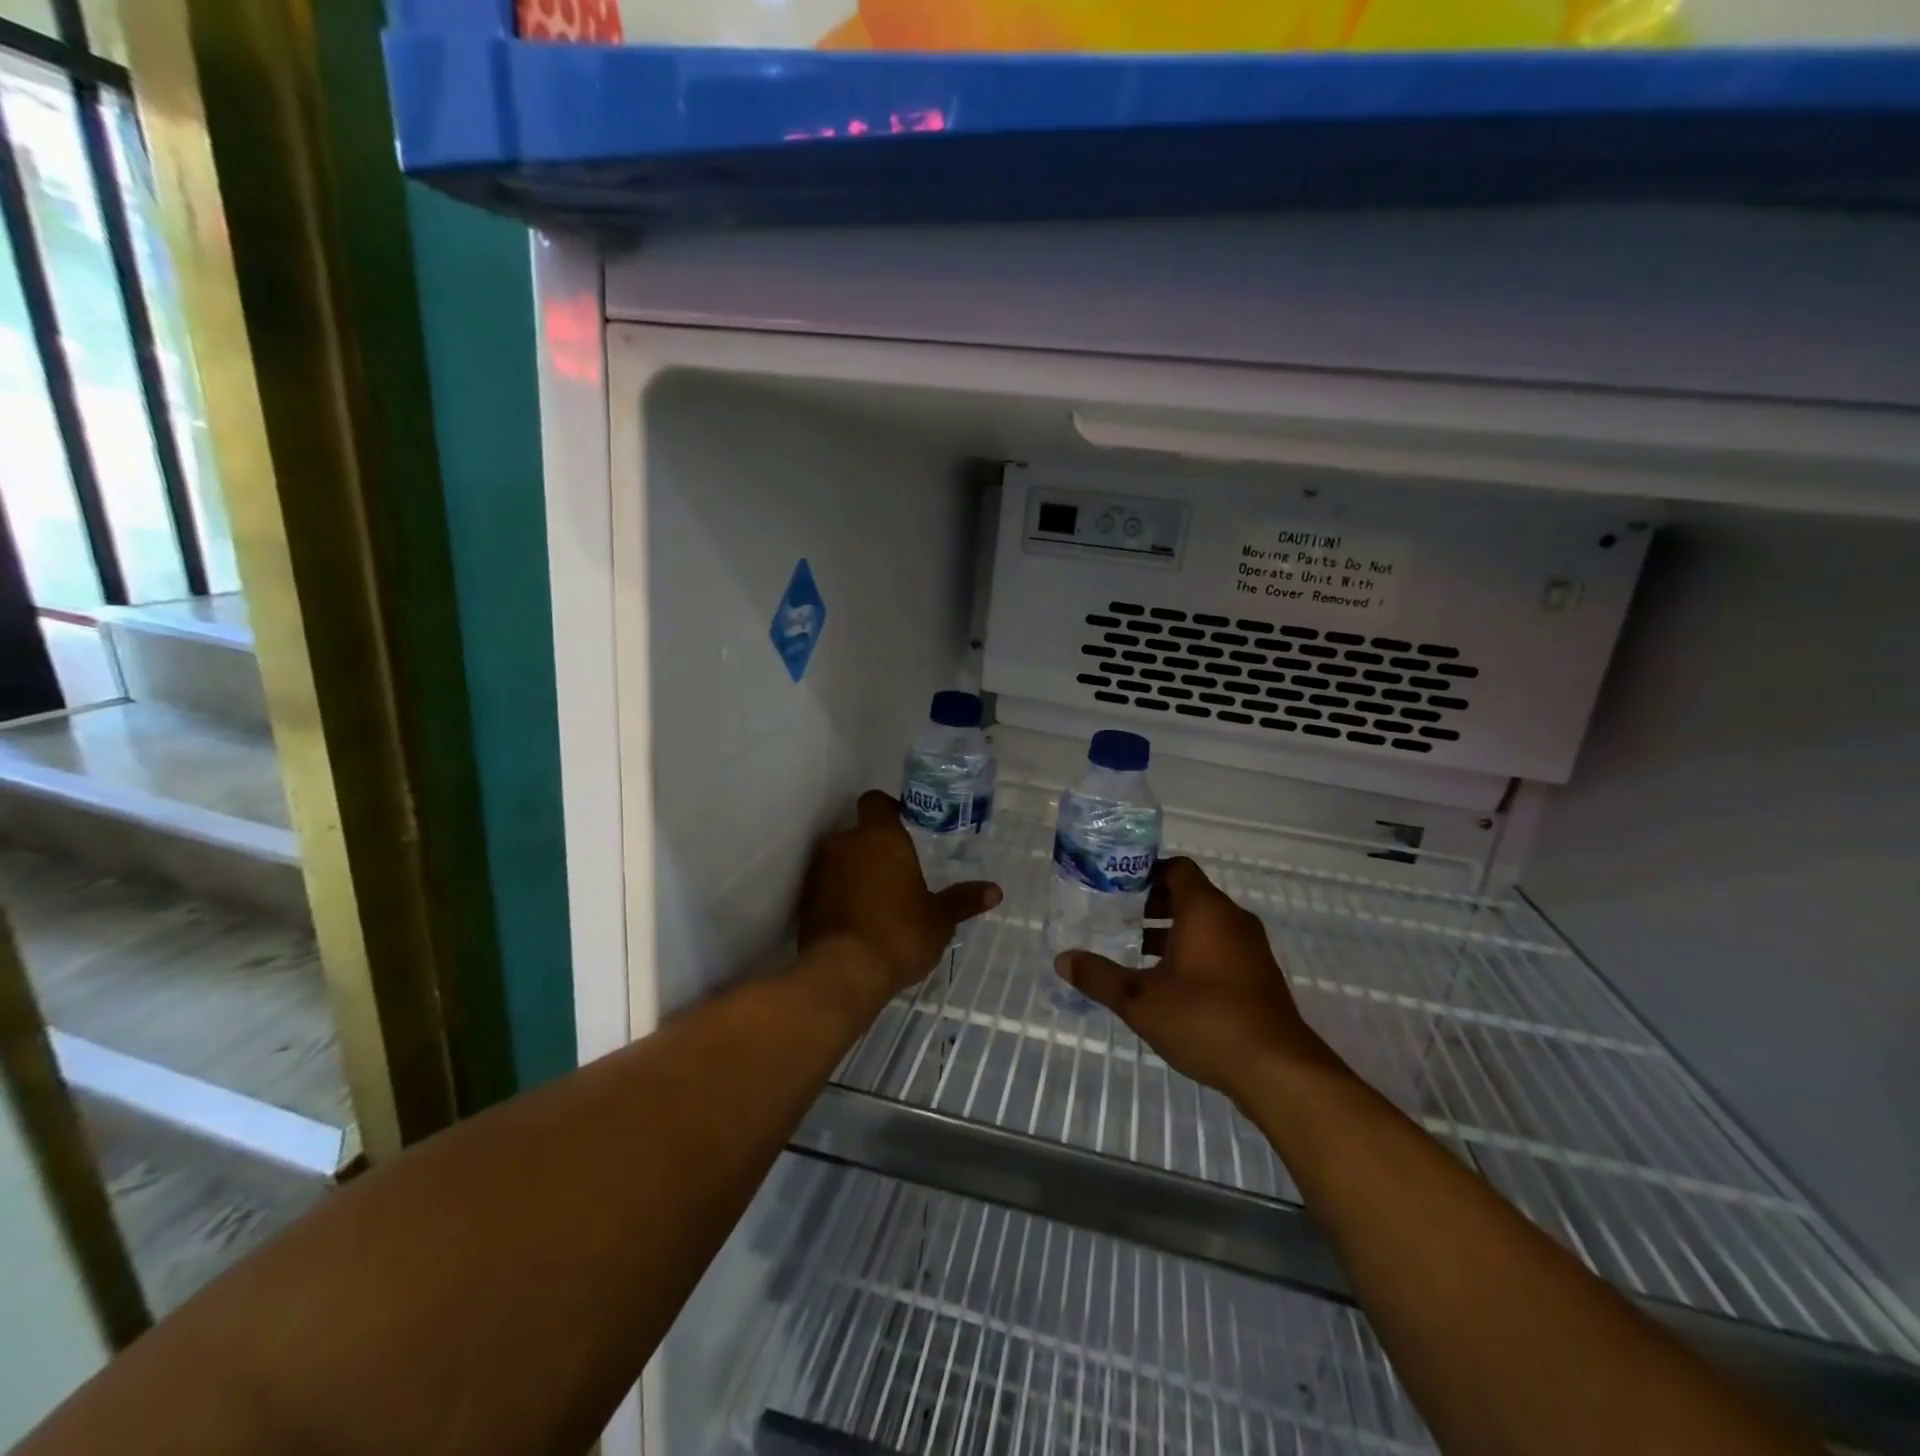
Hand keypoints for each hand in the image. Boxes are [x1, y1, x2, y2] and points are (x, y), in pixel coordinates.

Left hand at [799, 791, 1001, 997]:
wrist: (843, 973)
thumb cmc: (899, 935)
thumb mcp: (939, 920)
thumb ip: (962, 900)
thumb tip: (994, 891)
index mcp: (880, 837)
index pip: (876, 801)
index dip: (888, 810)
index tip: (903, 826)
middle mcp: (844, 844)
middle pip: (857, 833)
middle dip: (873, 848)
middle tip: (895, 872)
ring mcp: (819, 871)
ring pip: (838, 859)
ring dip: (852, 872)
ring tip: (874, 899)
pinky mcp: (804, 899)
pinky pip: (824, 886)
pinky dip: (836, 895)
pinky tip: (854, 919)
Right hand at [1054, 857, 1327, 1101]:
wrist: (1278, 1070)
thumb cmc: (1205, 1019)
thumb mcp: (1140, 1000)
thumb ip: (1099, 977)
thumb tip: (1062, 960)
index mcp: (1205, 910)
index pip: (1176, 868)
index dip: (1146, 871)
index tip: (1116, 886)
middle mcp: (1232, 919)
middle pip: (1190, 895)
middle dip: (1153, 903)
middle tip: (1118, 918)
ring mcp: (1251, 948)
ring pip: (1206, 924)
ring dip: (1173, 931)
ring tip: (1137, 952)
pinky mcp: (1259, 976)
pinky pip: (1221, 948)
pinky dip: (1194, 952)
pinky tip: (1170, 984)